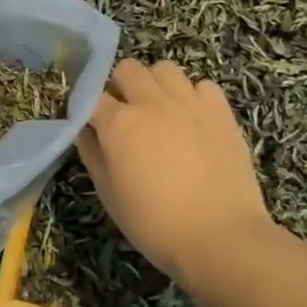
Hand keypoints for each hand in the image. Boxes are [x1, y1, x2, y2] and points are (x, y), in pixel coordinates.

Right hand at [78, 60, 273, 283]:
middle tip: (126, 116)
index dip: (89, 109)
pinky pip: (202, 85)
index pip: (92, 97)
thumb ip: (93, 156)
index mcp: (119, 123)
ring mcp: (190, 103)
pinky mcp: (221, 112)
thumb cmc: (155, 224)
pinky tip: (193, 120)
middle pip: (127, 69)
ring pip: (164, 69)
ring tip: (161, 111)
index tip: (91, 125)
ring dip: (156, 84)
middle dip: (120, 86)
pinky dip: (193, 96)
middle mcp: (152, 102)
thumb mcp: (110, 196)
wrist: (221, 238)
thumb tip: (85, 132)